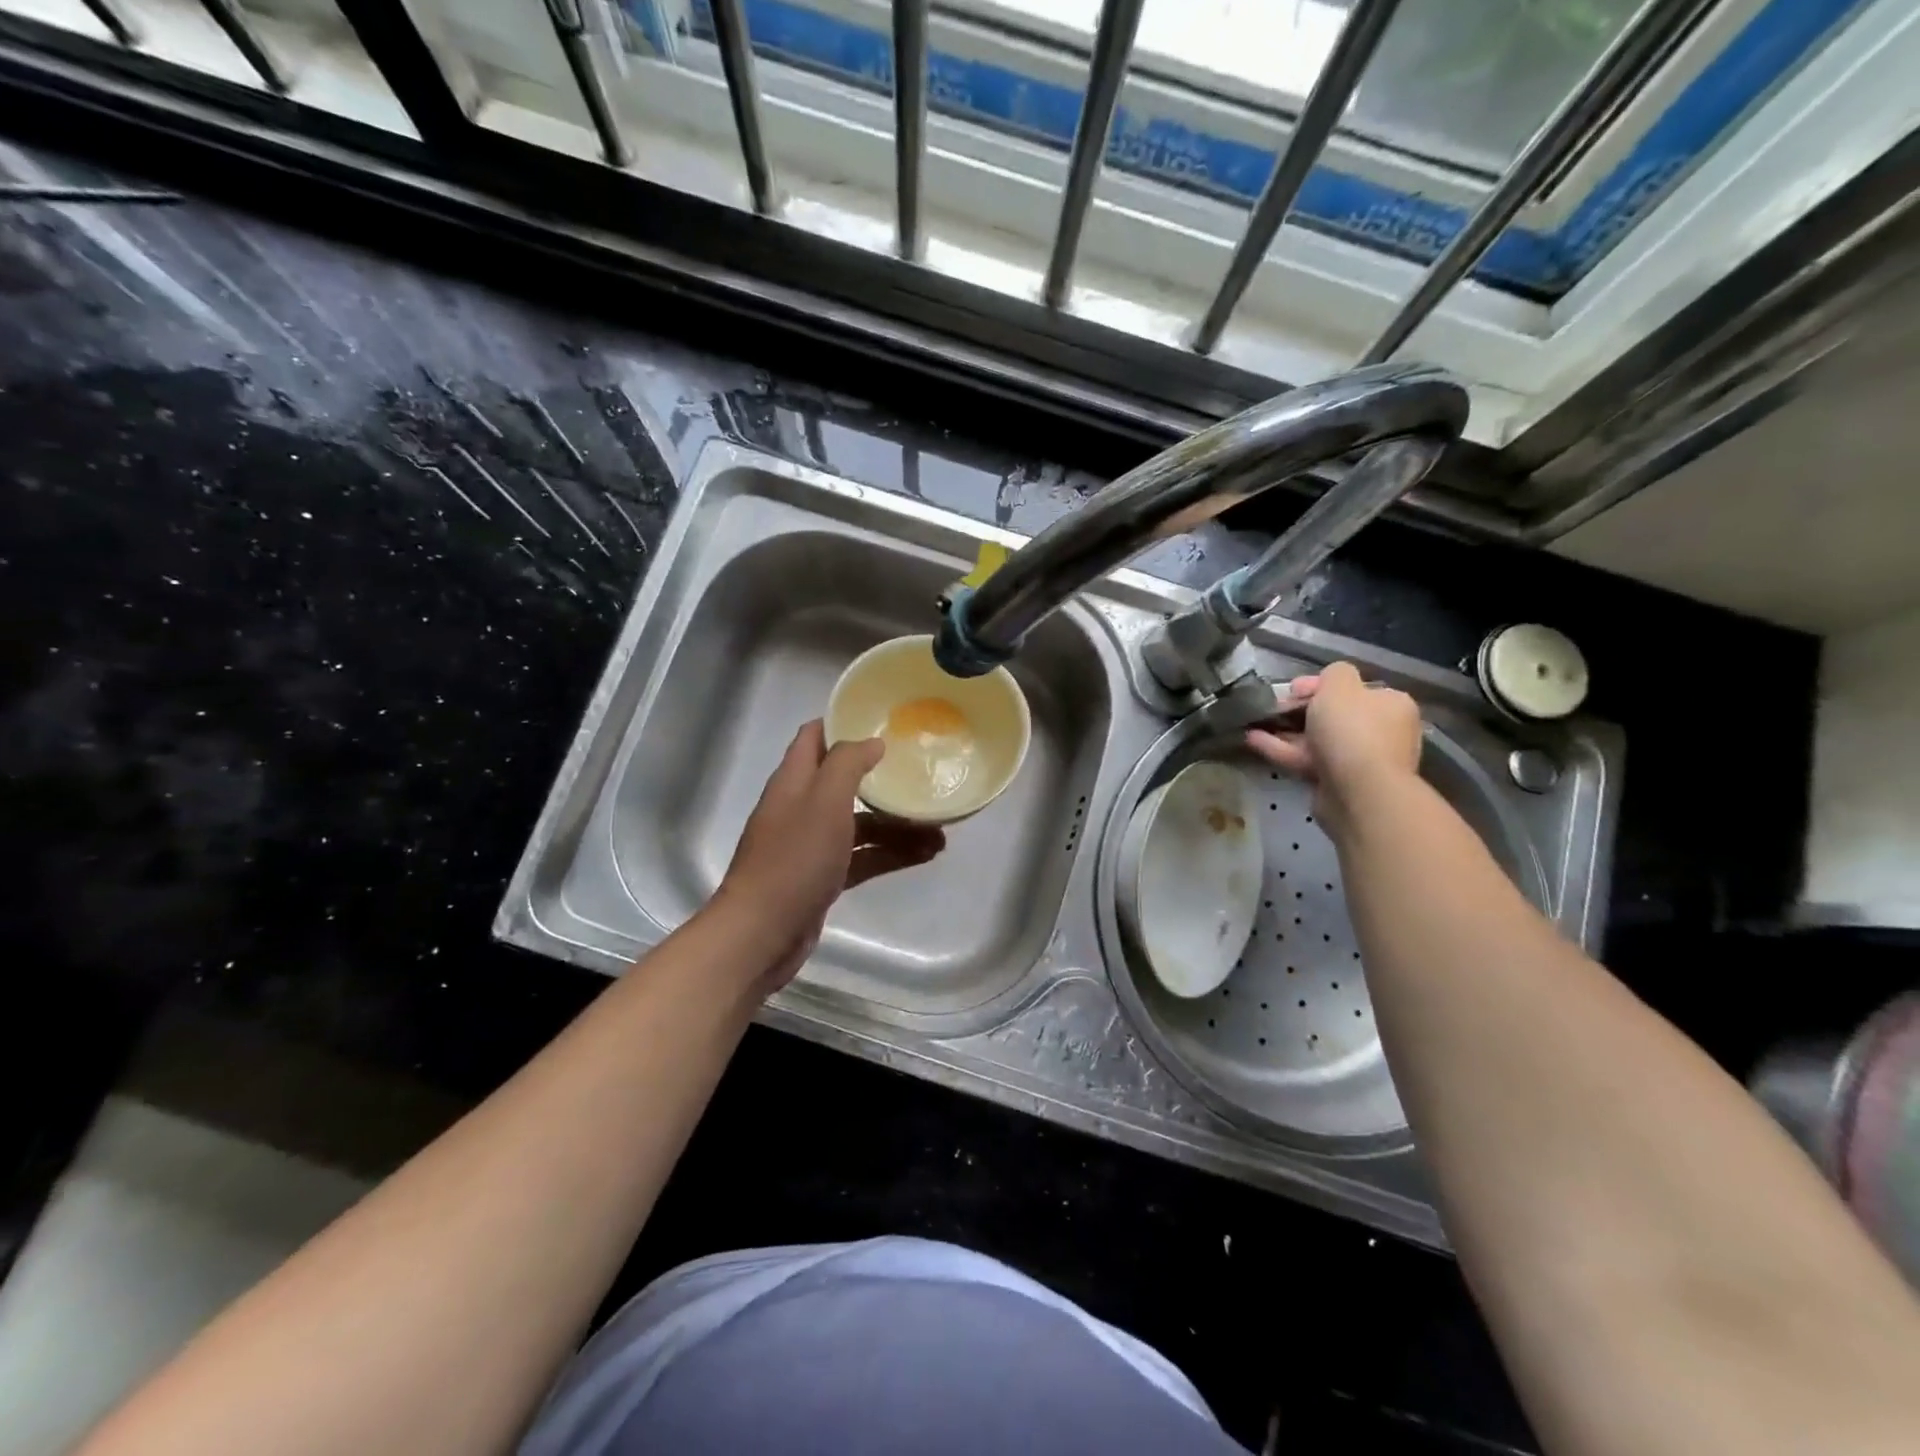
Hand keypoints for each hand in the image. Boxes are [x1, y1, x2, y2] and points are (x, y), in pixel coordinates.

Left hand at [715, 720, 944, 990]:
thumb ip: (847, 764)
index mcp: (793, 781)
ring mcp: (811, 845)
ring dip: (896, 823)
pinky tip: (926, 855)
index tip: (884, 722)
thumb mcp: (824, 800)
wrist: (762, 934)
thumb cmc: (794, 859)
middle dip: (883, 779)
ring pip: (860, 823)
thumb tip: (872, 742)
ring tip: (940, 829)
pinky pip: (863, 856)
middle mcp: (801, 807)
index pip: (814, 737)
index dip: (844, 723)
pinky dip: (891, 853)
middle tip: (922, 775)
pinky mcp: (823, 877)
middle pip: (844, 781)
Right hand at [1245, 661, 1421, 835]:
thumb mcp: (1339, 685)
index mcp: (1390, 705)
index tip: (1293, 688)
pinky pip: (1308, 760)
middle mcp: (1381, 732)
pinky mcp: (1338, 782)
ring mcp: (1360, 760)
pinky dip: (1282, 750)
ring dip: (1285, 731)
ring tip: (1254, 723)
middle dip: (1300, 709)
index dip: (1319, 685)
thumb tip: (1328, 682)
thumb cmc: (1352, 730)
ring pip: (1317, 740)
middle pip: (1334, 715)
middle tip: (1274, 707)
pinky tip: (1253, 740)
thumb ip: (1334, 673)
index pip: (1353, 689)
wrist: (1359, 790)